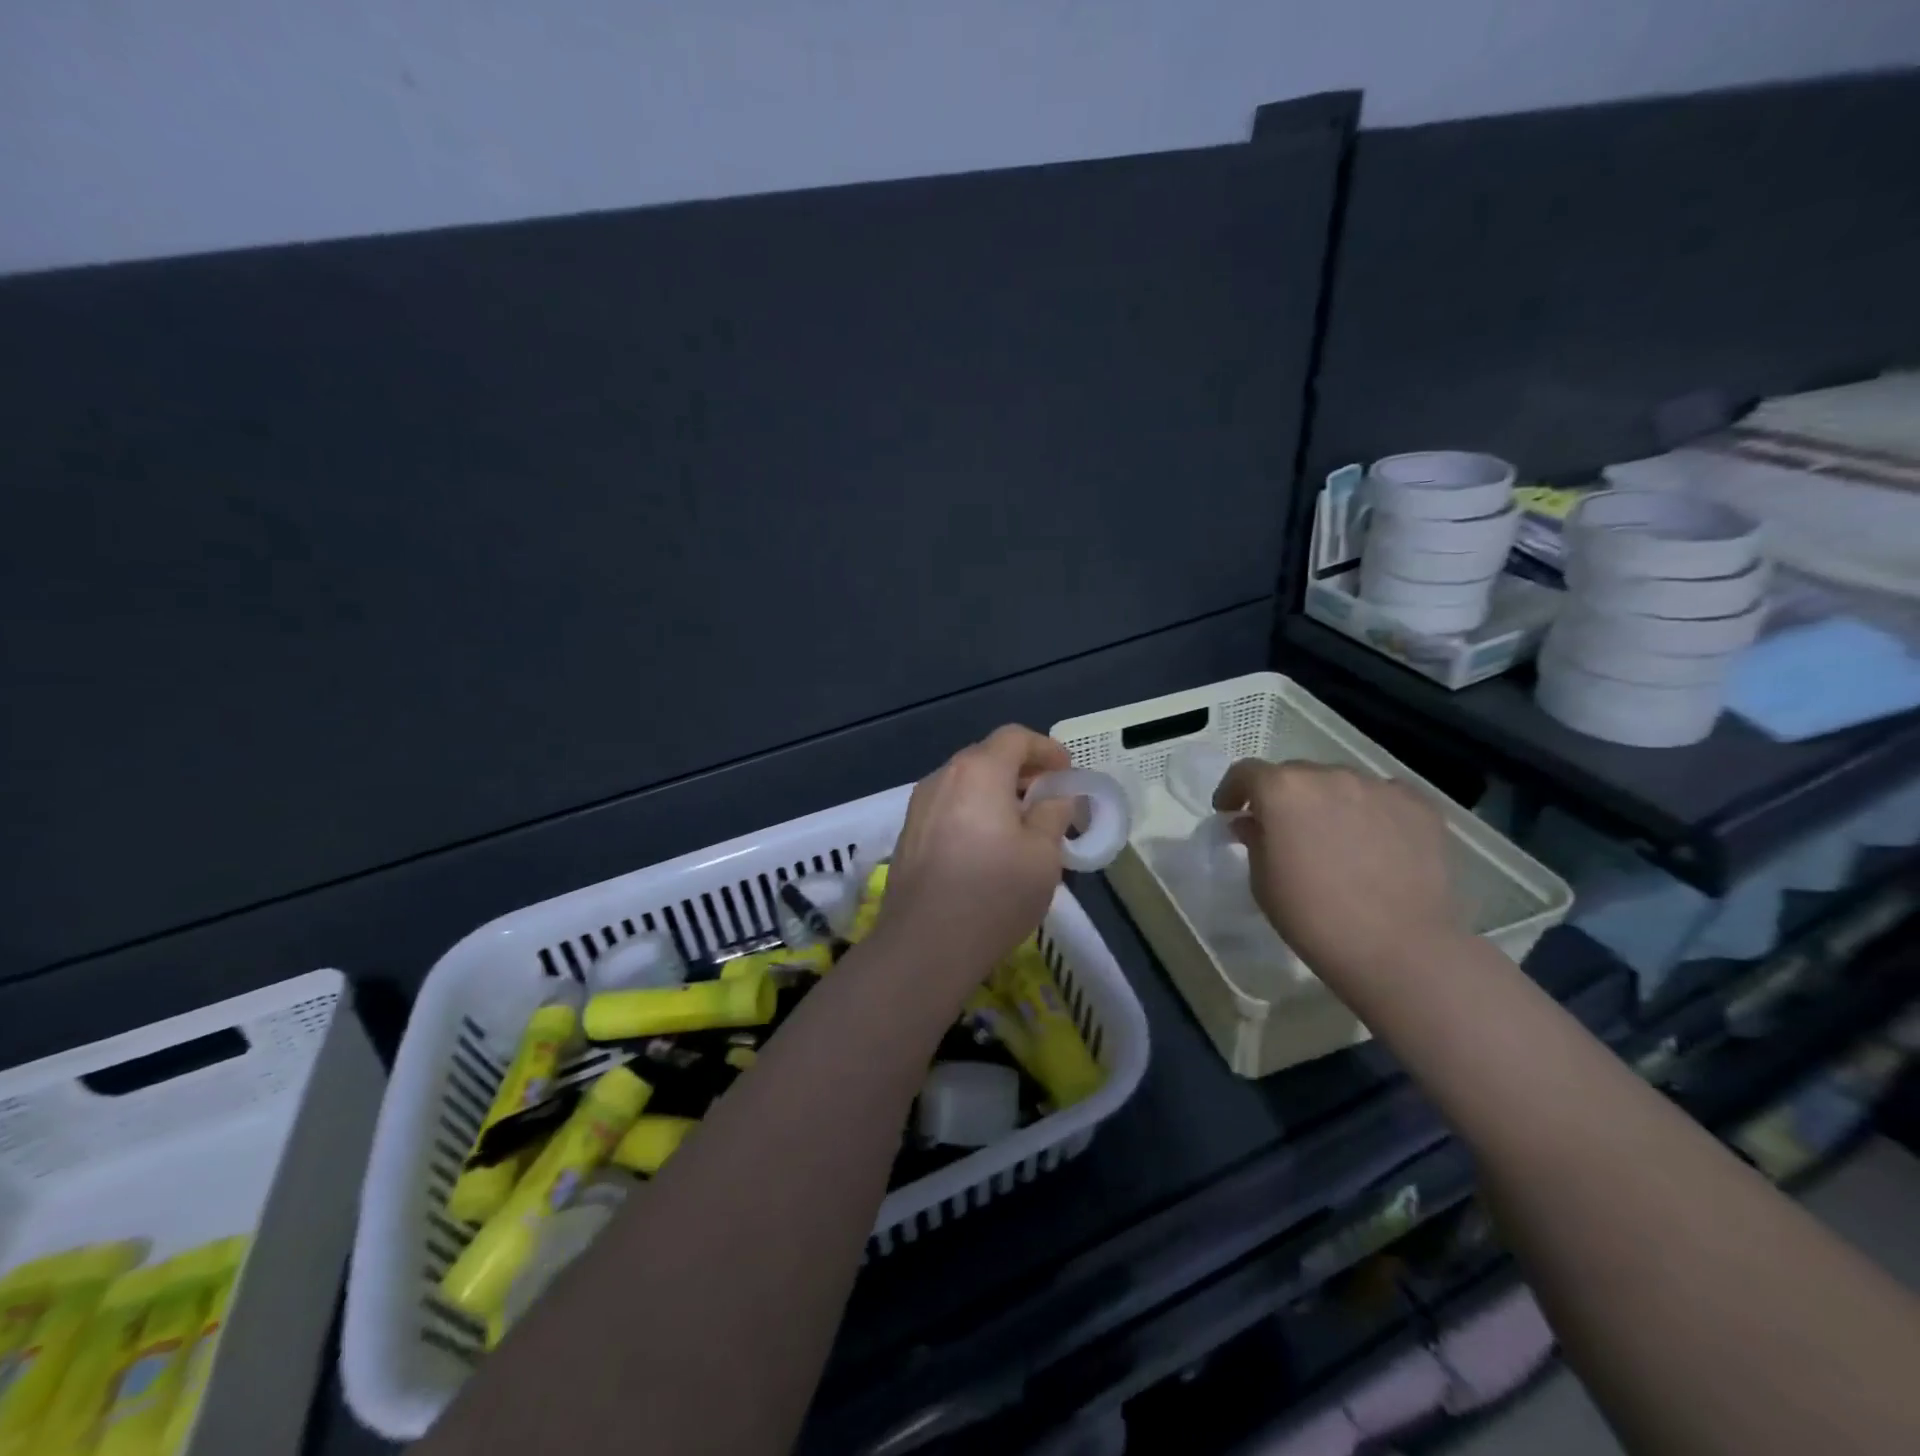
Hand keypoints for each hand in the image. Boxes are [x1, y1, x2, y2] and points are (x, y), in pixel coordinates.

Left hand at [875, 725, 1077, 997]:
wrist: (924, 945)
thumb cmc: (994, 893)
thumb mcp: (1043, 854)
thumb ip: (1053, 814)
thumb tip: (1056, 797)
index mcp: (978, 771)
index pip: (1015, 738)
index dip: (1045, 748)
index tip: (1067, 771)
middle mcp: (943, 778)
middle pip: (986, 756)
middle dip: (1021, 770)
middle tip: (1048, 797)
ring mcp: (919, 806)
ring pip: (965, 783)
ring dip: (995, 792)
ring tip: (1021, 823)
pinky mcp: (909, 835)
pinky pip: (948, 807)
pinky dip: (973, 811)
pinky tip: (987, 846)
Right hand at [1212, 760, 1457, 984]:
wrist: (1399, 949)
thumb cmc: (1313, 917)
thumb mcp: (1263, 882)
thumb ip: (1254, 840)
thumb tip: (1254, 823)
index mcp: (1283, 790)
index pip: (1247, 772)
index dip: (1233, 790)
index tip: (1230, 811)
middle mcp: (1330, 776)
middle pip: (1296, 774)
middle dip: (1283, 797)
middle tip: (1284, 830)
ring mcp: (1379, 788)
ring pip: (1341, 784)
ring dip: (1328, 802)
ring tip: (1334, 838)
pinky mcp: (1419, 806)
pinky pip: (1383, 798)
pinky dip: (1370, 812)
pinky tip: (1375, 844)